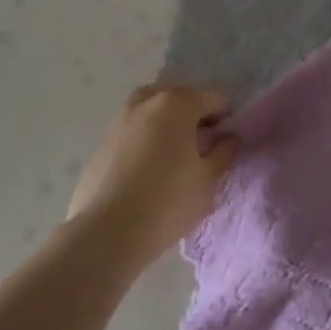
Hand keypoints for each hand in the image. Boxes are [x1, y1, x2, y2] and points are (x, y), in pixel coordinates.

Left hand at [67, 84, 236, 262]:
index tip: (228, 143)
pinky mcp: (102, 142)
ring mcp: (119, 120)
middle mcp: (146, 102)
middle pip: (179, 97)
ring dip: (167, 123)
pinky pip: (133, 130)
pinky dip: (145, 138)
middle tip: (201, 146)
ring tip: (174, 155)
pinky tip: (148, 169)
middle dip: (194, 115)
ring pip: (152, 110)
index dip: (226, 118)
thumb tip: (228, 138)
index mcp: (177, 103)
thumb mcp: (208, 179)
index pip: (213, 99)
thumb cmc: (168, 201)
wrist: (107, 232)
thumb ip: (223, 152)